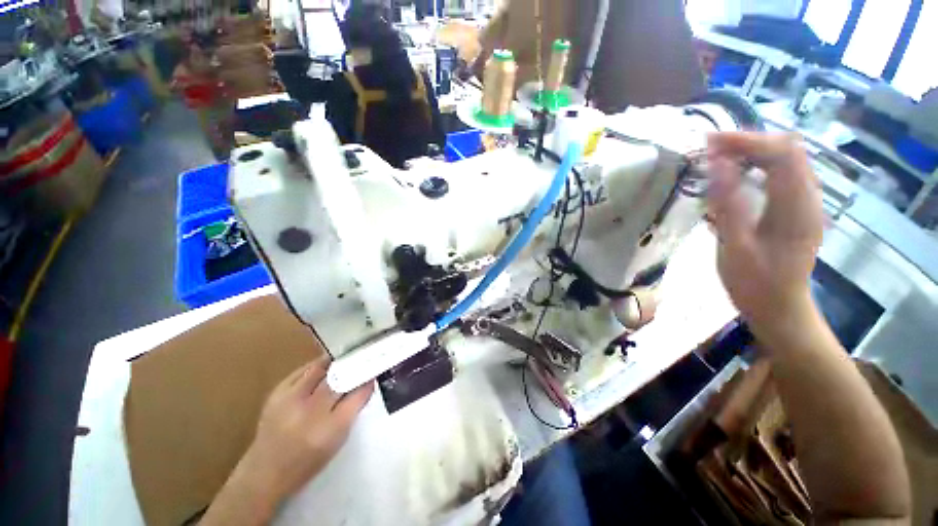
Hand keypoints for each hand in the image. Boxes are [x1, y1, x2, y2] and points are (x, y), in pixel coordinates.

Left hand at [239, 357, 373, 504]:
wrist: (265, 473)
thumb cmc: (308, 462)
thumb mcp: (338, 440)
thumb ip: (353, 409)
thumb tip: (366, 383)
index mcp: (330, 428)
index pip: (358, 394)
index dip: (368, 380)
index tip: (374, 371)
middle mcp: (310, 411)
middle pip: (339, 378)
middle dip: (353, 367)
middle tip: (362, 360)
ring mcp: (291, 400)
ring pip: (320, 368)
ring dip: (335, 362)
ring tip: (344, 359)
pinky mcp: (277, 393)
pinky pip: (302, 371)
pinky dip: (316, 367)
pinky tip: (323, 367)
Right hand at [706, 132, 823, 335]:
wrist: (779, 308)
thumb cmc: (755, 284)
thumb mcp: (735, 248)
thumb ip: (728, 205)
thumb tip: (718, 165)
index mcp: (797, 208)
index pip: (782, 154)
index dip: (746, 141)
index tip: (708, 141)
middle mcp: (808, 198)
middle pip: (787, 150)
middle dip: (747, 142)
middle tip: (709, 148)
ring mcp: (805, 202)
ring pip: (785, 159)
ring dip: (751, 151)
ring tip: (717, 156)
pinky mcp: (796, 208)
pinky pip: (780, 173)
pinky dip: (756, 165)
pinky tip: (734, 173)